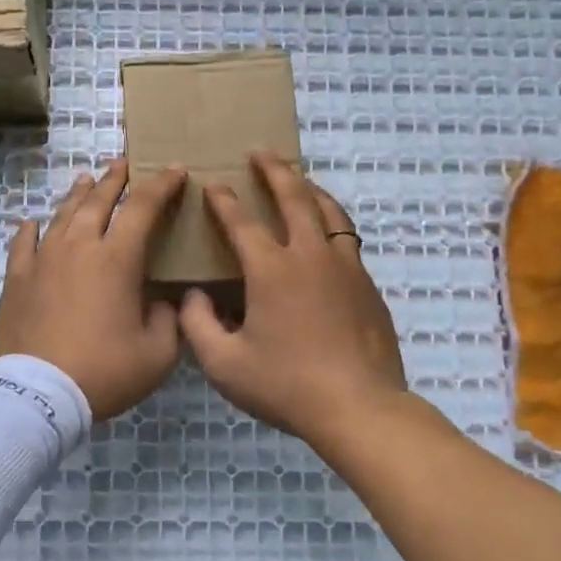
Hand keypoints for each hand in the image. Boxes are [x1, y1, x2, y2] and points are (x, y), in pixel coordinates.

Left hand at [0, 158, 188, 420]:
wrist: (39, 394)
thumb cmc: (104, 371)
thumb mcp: (157, 353)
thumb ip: (169, 319)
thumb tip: (163, 301)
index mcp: (117, 259)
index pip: (143, 207)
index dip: (161, 185)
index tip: (174, 170)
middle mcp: (79, 247)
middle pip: (98, 200)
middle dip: (115, 179)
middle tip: (124, 164)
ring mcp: (42, 260)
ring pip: (62, 215)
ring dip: (78, 194)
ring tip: (86, 180)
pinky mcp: (16, 279)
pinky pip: (23, 242)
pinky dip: (31, 228)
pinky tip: (32, 222)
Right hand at [178, 152, 407, 448]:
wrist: (360, 408)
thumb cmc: (286, 386)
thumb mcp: (224, 364)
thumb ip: (198, 325)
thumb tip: (192, 296)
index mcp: (271, 270)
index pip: (241, 222)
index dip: (223, 200)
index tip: (212, 184)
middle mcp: (310, 256)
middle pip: (294, 197)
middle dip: (274, 170)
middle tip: (261, 152)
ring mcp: (346, 268)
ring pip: (329, 212)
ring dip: (310, 189)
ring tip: (299, 180)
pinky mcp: (368, 286)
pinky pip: (347, 239)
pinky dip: (332, 223)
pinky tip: (327, 234)